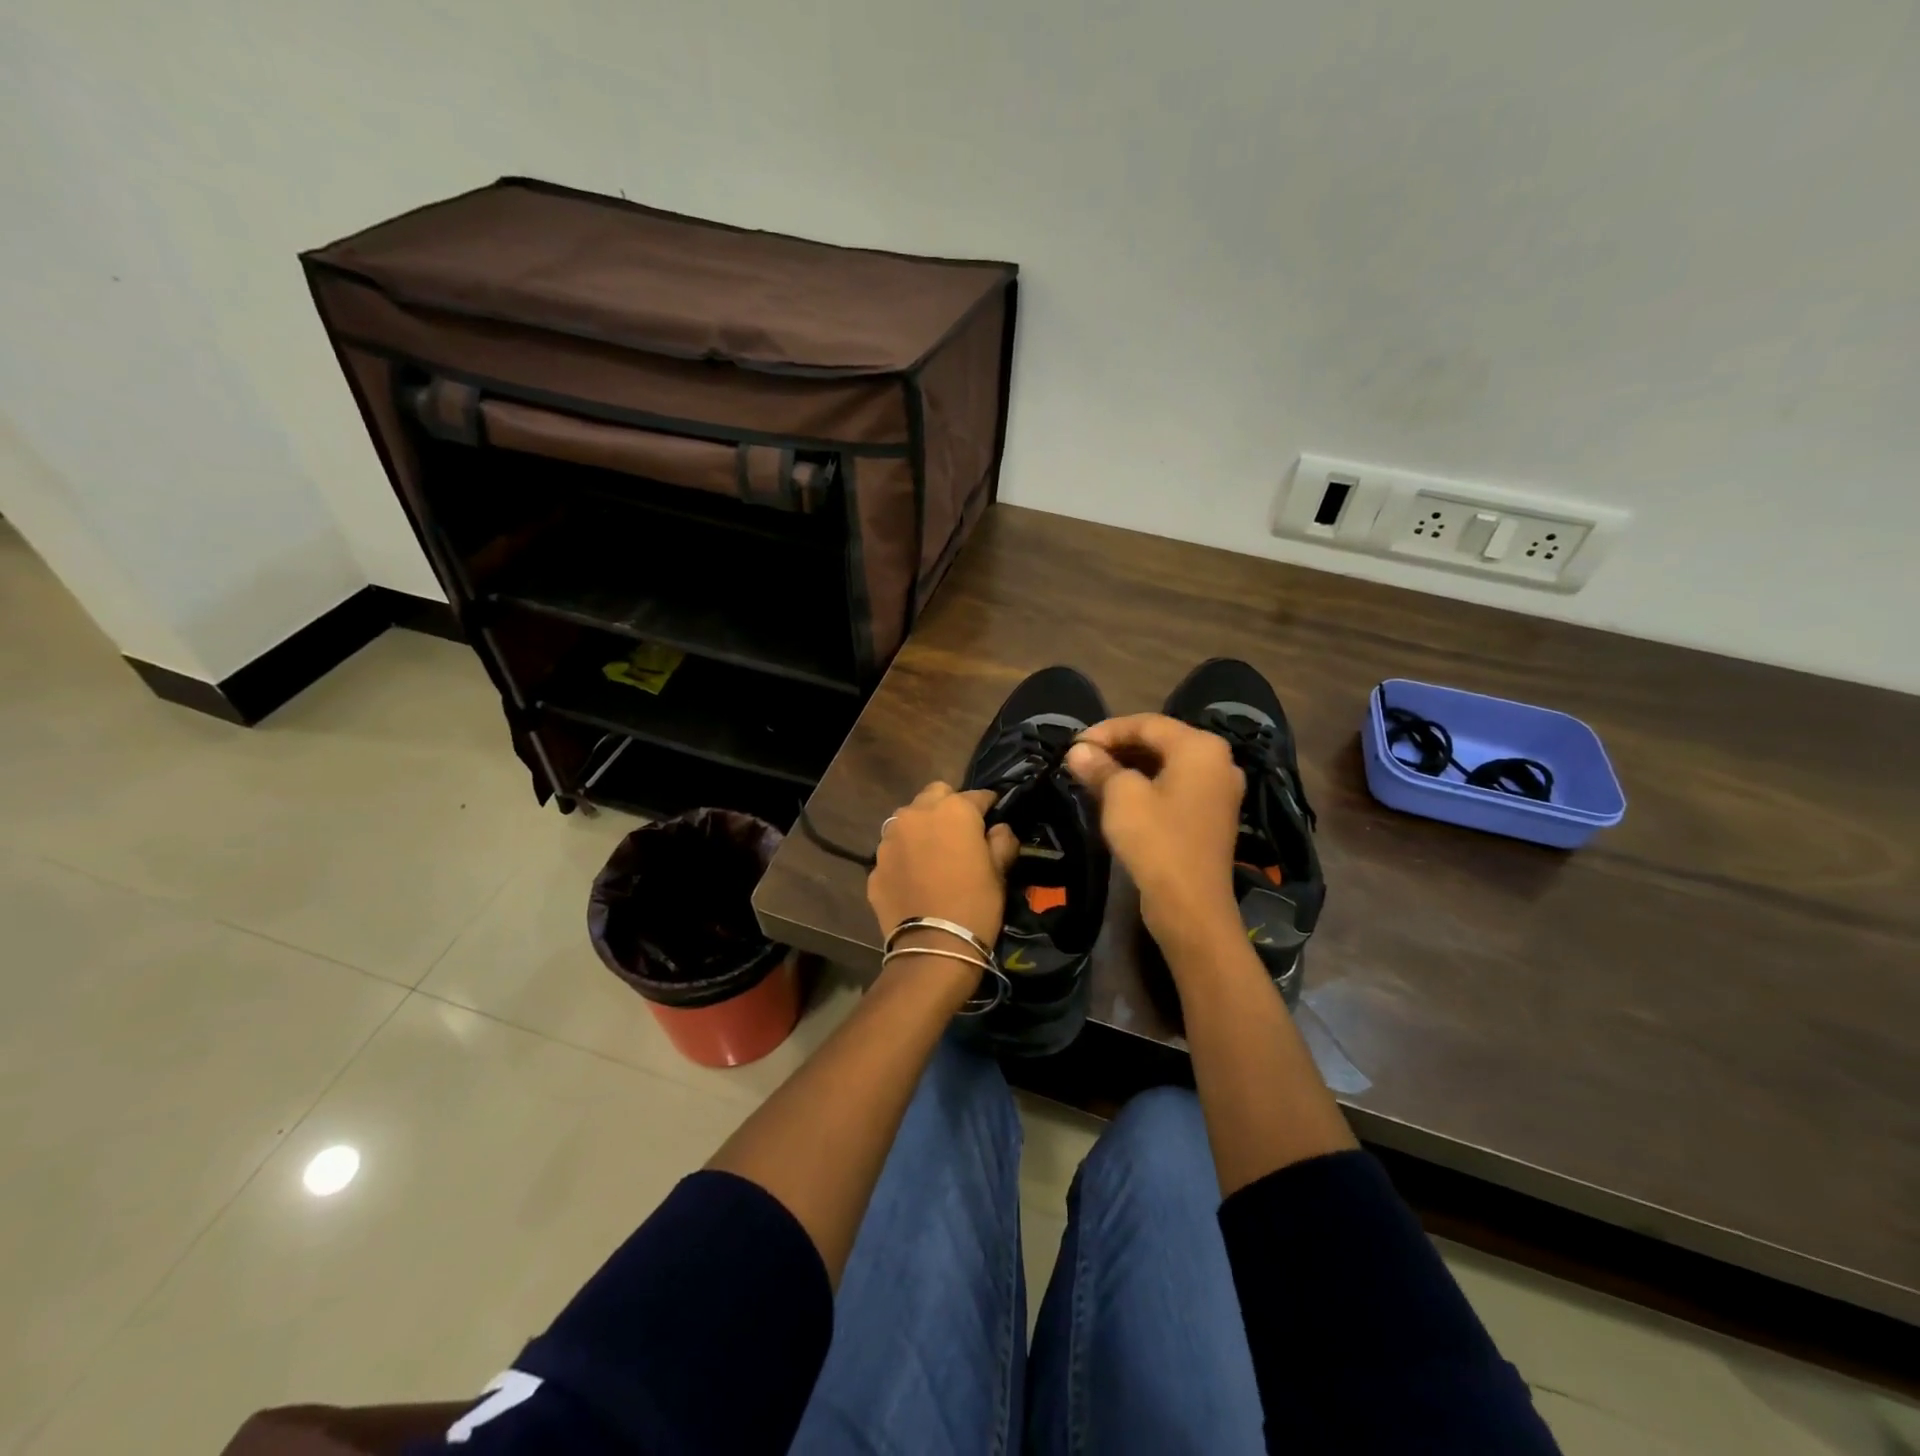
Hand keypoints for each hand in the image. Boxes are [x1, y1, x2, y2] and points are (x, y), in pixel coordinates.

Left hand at [867, 783, 1019, 949]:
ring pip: (908, 819)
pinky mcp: (875, 864)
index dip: (989, 806)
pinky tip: (916, 878)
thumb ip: (1002, 840)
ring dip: (922, 827)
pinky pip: (894, 850)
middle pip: (935, 795)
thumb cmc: (975, 904)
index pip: (977, 795)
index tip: (994, 817)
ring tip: (933, 853)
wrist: (932, 947)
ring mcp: (890, 838)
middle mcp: (916, 814)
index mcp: (953, 810)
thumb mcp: (1000, 871)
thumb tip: (999, 829)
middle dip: (949, 807)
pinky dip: (905, 856)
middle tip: (960, 832)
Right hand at [1065, 714, 1245, 954]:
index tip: (1074, 745)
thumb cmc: (1156, 841)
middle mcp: (1218, 761)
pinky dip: (1147, 786)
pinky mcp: (1213, 816)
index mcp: (1200, 747)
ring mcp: (1219, 790)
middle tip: (1082, 759)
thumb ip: (1099, 766)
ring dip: (1130, 767)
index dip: (1107, 730)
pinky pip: (1176, 787)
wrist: (1190, 906)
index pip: (1147, 723)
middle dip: (1118, 747)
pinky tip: (1119, 797)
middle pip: (1160, 741)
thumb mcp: (1120, 798)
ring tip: (1094, 776)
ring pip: (1167, 765)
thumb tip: (1077, 750)